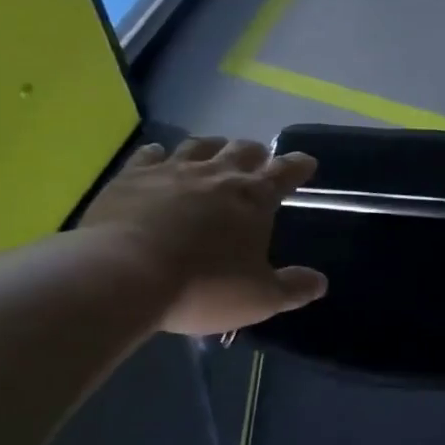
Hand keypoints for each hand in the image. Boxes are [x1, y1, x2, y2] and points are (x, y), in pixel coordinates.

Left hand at [79, 137, 326, 336]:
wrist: (124, 275)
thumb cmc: (203, 286)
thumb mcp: (259, 298)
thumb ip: (292, 288)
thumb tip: (320, 282)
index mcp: (253, 198)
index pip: (285, 172)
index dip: (298, 166)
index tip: (306, 163)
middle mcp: (216, 174)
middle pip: (242, 151)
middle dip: (255, 153)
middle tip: (259, 160)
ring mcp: (171, 171)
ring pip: (198, 146)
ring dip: (212, 147)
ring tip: (214, 152)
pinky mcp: (131, 177)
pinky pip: (149, 155)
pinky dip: (159, 154)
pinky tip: (157, 157)